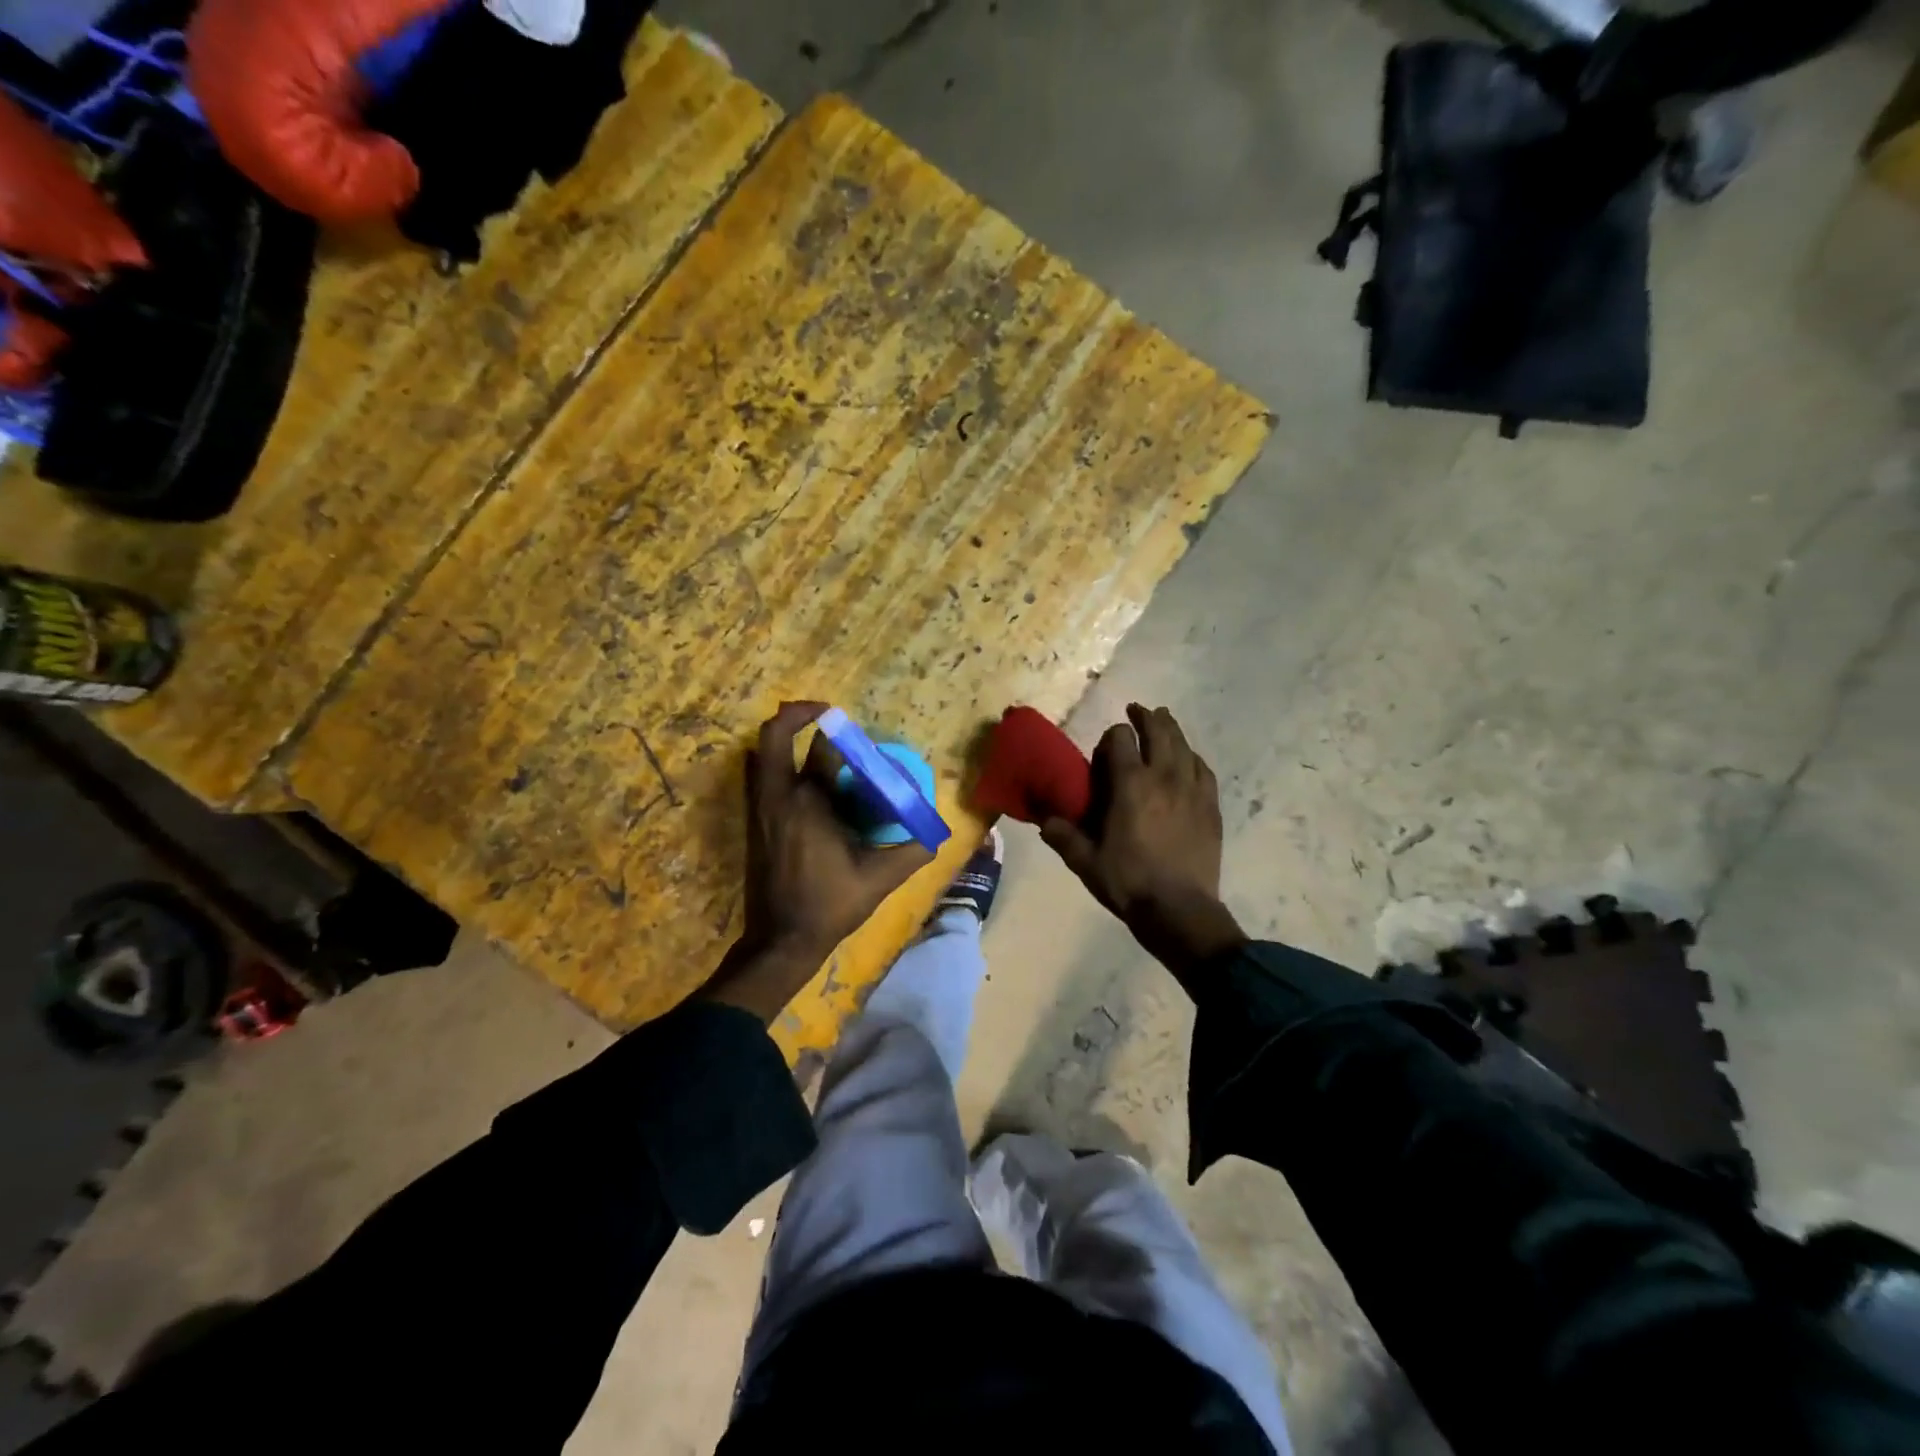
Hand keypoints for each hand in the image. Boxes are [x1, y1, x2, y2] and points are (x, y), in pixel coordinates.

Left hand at [701, 702, 932, 1019]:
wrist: (780, 939)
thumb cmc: (830, 905)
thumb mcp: (879, 879)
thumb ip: (912, 852)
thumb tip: (936, 833)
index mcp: (811, 803)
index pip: (823, 747)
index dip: (842, 733)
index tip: (860, 736)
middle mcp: (780, 795)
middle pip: (775, 734)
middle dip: (798, 713)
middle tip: (824, 712)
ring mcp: (760, 807)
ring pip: (760, 752)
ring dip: (782, 735)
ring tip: (811, 734)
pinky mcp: (753, 821)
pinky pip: (756, 774)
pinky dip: (771, 759)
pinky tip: (797, 772)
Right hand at [1041, 704, 1245, 981]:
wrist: (1180, 910)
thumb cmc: (1128, 882)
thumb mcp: (1085, 861)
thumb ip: (1063, 835)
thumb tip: (1043, 820)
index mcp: (1130, 784)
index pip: (1120, 739)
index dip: (1112, 736)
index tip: (1106, 747)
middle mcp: (1163, 776)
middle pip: (1159, 731)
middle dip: (1146, 717)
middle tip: (1138, 711)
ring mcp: (1192, 790)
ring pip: (1184, 746)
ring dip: (1171, 730)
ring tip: (1164, 722)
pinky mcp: (1211, 807)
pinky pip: (1203, 770)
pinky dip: (1193, 758)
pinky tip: (1189, 760)